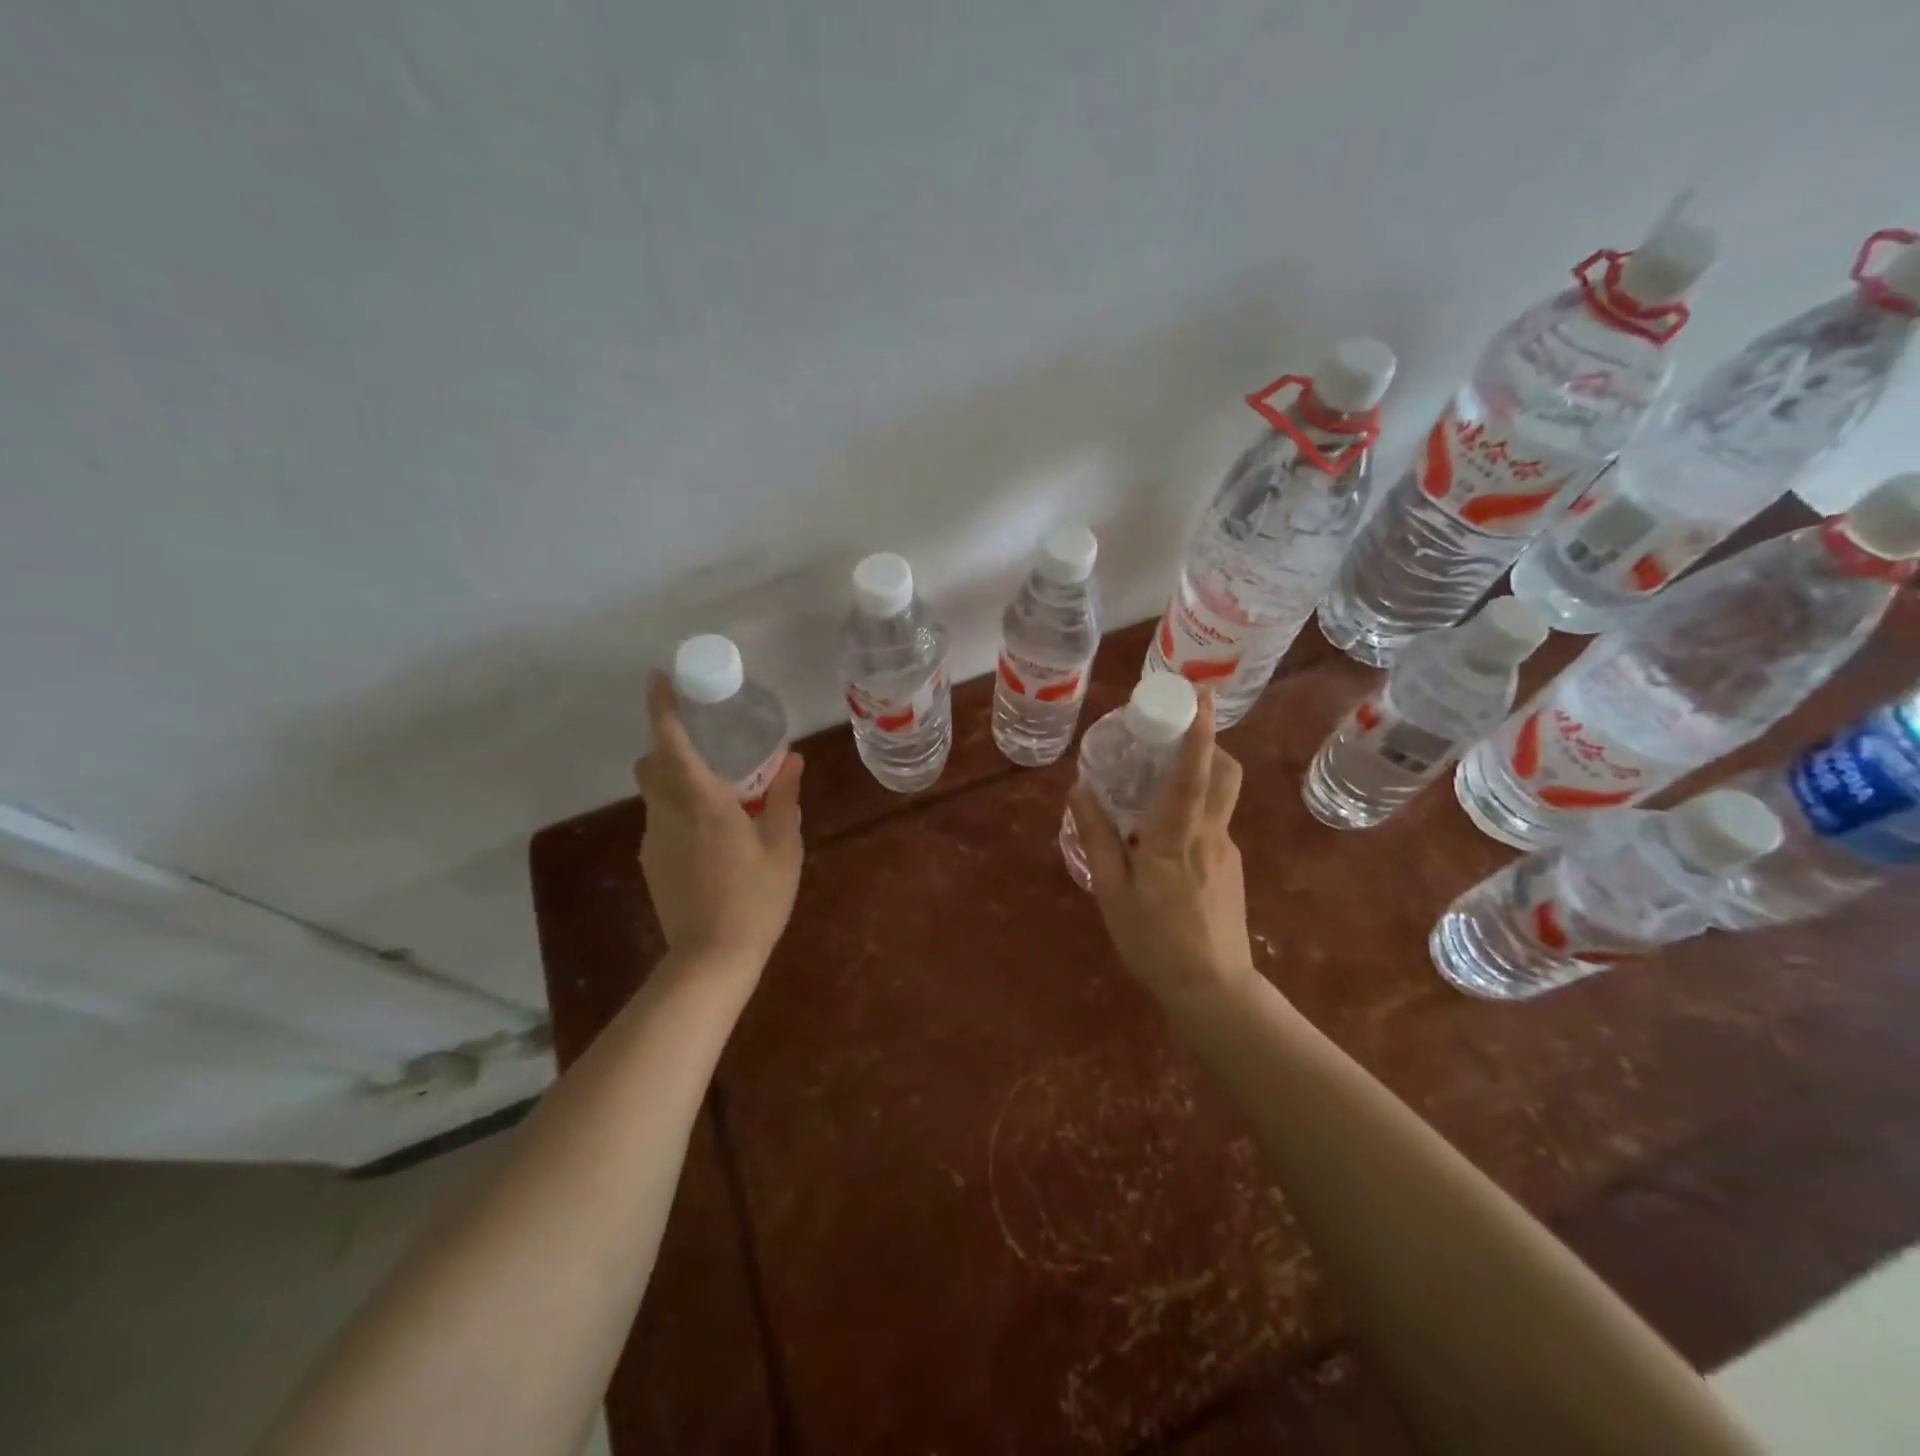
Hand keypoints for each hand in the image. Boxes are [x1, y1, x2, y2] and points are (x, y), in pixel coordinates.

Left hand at [634, 672, 803, 968]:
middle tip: (706, 745)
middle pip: (651, 764)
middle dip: (668, 745)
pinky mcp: (651, 863)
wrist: (712, 958)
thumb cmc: (756, 898)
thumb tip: (794, 760)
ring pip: (654, 794)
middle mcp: (668, 814)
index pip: (671, 743)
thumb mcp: (783, 847)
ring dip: (675, 781)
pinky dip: (678, 812)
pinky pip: (660, 822)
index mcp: (703, 802)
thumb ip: (785, 798)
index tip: (658, 680)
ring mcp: (653, 840)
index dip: (662, 708)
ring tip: (717, 794)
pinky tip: (710, 837)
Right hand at [1068, 692, 1253, 1004]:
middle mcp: (1210, 835)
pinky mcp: (1233, 866)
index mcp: (1176, 839)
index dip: (1199, 733)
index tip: (1202, 695)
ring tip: (1158, 783)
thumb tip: (1079, 789)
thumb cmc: (1154, 941)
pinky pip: (1214, 823)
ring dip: (1200, 775)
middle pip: (1224, 773)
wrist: (1213, 990)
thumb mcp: (1112, 892)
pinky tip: (1163, 838)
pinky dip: (1194, 810)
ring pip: (1221, 797)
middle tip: (1173, 735)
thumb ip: (1098, 838)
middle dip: (1208, 743)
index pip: (1193, 775)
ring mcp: (1227, 850)